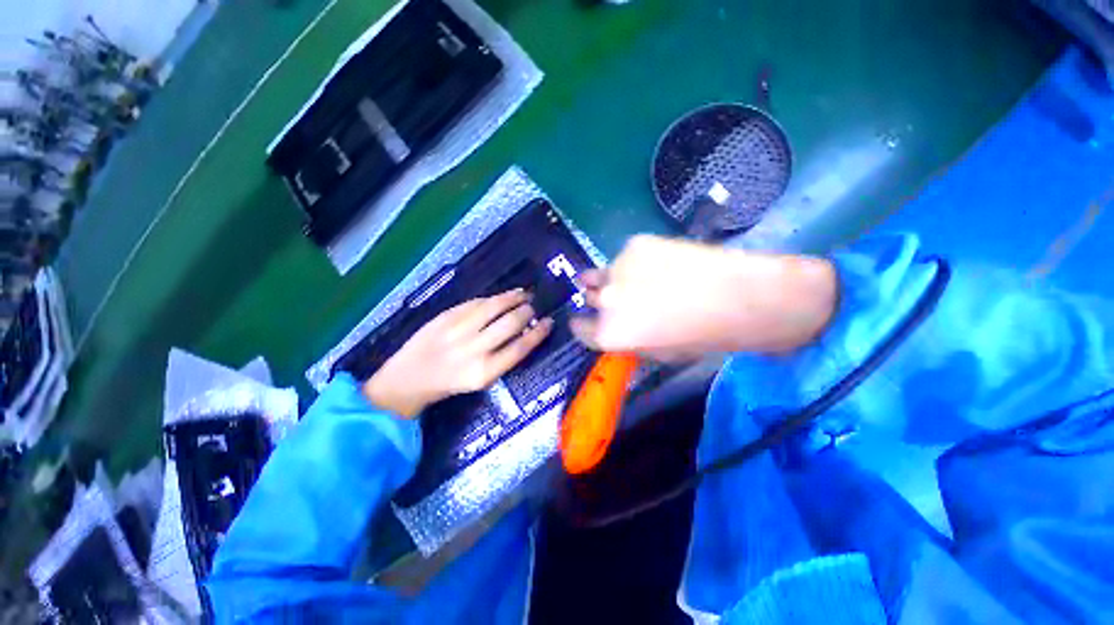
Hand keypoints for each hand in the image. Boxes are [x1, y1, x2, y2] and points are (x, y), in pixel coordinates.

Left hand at [363, 289, 552, 417]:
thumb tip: (525, 331)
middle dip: (528, 312)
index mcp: (485, 372)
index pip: (521, 347)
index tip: (549, 322)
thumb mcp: (481, 379)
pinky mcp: (446, 317)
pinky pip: (476, 302)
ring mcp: (458, 330)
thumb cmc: (450, 383)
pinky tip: (503, 296)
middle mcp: (473, 350)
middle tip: (534, 307)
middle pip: (511, 323)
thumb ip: (504, 356)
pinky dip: (494, 298)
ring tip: (524, 294)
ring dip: (514, 297)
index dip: (539, 332)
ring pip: (495, 306)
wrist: (409, 378)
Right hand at [570, 235, 837, 359]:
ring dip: (616, 278)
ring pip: (605, 273)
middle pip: (590, 297)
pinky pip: (627, 256)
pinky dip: (637, 261)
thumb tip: (615, 327)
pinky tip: (663, 264)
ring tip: (641, 279)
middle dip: (601, 300)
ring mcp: (617, 267)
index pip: (580, 328)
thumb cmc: (703, 337)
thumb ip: (626, 340)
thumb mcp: (658, 353)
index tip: (591, 321)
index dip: (586, 324)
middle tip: (625, 299)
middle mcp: (604, 300)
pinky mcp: (635, 243)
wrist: (741, 298)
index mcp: (608, 334)